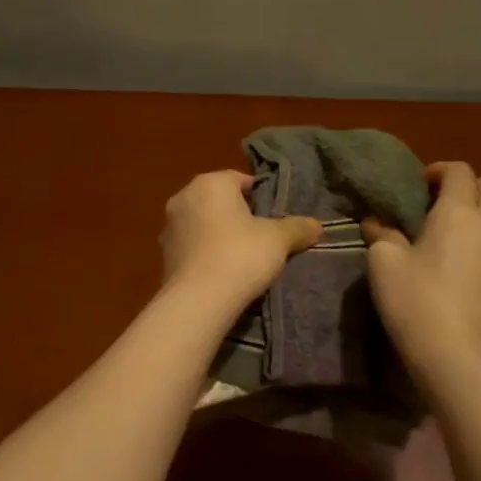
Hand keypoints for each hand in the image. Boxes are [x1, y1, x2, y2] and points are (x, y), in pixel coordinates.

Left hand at [161, 170, 319, 307]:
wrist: (199, 300)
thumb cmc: (241, 255)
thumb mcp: (278, 239)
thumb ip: (298, 227)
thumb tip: (317, 225)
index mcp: (210, 183)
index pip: (240, 180)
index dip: (261, 197)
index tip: (274, 217)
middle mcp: (184, 196)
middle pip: (219, 200)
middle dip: (238, 215)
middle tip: (262, 237)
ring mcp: (169, 226)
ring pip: (203, 223)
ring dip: (219, 234)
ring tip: (242, 257)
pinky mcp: (163, 254)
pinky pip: (192, 246)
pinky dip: (206, 253)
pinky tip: (222, 271)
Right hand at [363, 161, 480, 369]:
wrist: (456, 355)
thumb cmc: (415, 301)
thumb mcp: (384, 263)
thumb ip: (382, 235)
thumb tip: (376, 222)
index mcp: (458, 212)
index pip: (460, 171)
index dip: (440, 170)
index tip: (420, 185)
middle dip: (469, 185)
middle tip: (442, 202)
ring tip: (466, 227)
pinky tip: (473, 258)